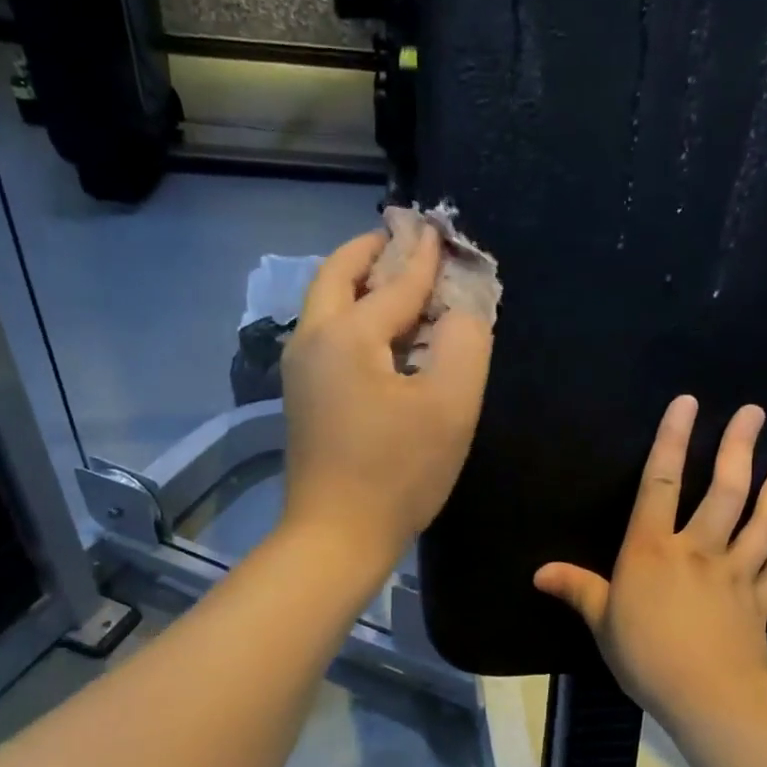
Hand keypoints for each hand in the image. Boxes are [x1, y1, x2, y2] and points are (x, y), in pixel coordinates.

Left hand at [280, 226, 492, 576]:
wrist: (336, 537)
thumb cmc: (398, 473)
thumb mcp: (450, 406)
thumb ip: (466, 342)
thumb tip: (463, 307)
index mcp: (347, 334)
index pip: (395, 281)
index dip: (425, 256)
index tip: (442, 229)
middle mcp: (312, 341)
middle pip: (337, 276)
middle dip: (372, 252)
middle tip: (405, 241)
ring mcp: (300, 372)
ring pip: (326, 307)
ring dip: (360, 284)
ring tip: (398, 281)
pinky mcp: (302, 400)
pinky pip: (328, 338)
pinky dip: (354, 318)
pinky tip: (384, 337)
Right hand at [534, 397, 766, 730]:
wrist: (707, 695)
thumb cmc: (645, 654)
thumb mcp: (602, 621)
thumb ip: (577, 590)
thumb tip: (539, 572)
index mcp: (653, 550)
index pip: (660, 483)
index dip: (671, 441)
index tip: (687, 403)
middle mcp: (698, 550)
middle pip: (724, 491)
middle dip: (738, 448)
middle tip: (755, 413)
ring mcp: (735, 575)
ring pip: (762, 523)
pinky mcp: (758, 603)